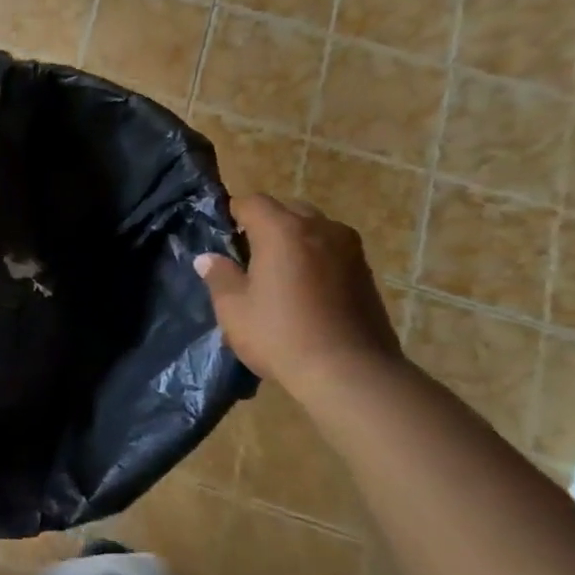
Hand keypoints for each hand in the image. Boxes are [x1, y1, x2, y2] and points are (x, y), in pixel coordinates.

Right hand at [195, 194, 400, 393]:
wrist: (351, 373)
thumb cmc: (281, 335)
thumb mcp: (234, 309)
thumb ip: (220, 277)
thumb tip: (208, 259)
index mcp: (283, 231)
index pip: (252, 202)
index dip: (233, 214)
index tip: (221, 236)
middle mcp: (321, 229)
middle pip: (287, 210)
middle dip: (266, 224)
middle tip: (248, 256)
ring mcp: (350, 250)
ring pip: (314, 229)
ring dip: (294, 241)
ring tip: (277, 274)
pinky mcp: (366, 273)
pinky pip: (332, 251)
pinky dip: (315, 259)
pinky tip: (304, 290)